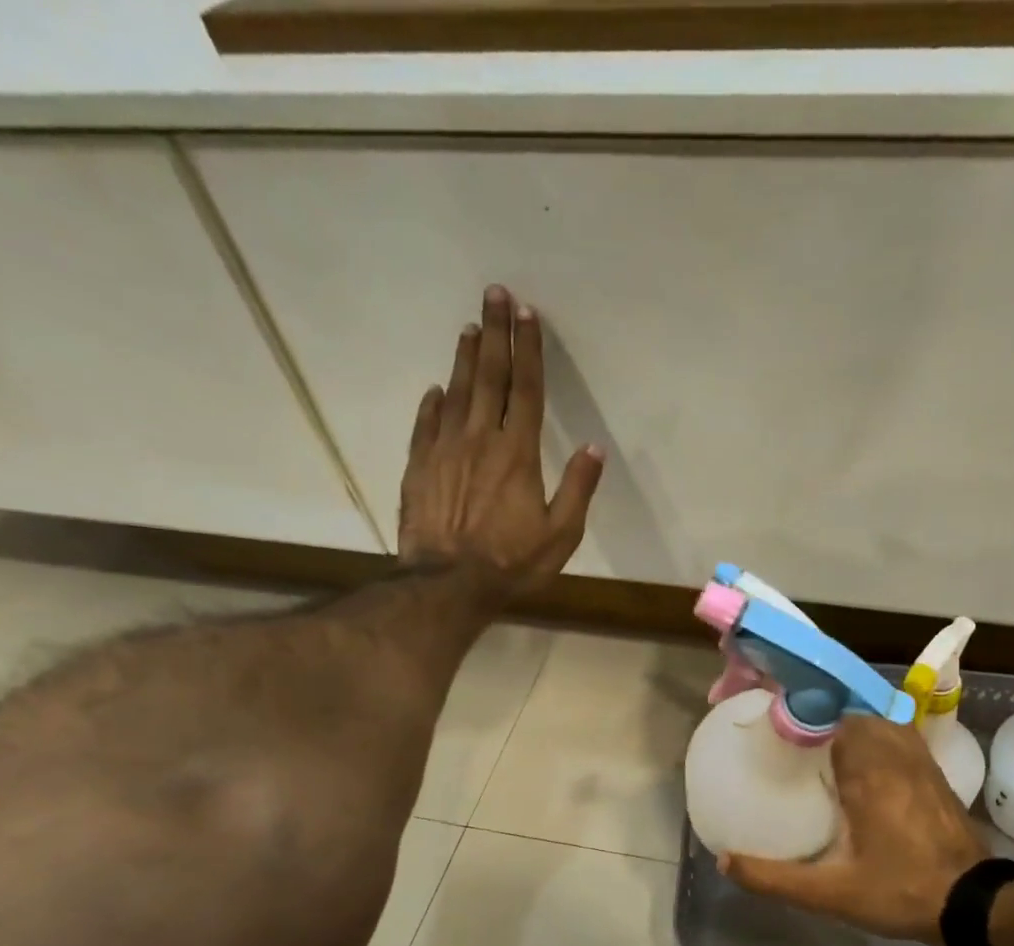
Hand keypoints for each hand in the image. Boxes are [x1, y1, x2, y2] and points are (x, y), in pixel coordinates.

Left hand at [398, 285, 603, 596]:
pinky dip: (432, 403)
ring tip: (470, 328)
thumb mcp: (561, 534)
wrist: (449, 584)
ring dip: (465, 359)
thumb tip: (594, 448)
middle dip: (495, 333)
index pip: (525, 389)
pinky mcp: (419, 467)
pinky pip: (426, 424)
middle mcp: (480, 439)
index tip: (528, 314)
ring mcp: (444, 450)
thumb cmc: (512, 562)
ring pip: (455, 392)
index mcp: (518, 453)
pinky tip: (436, 389)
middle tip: (495, 295)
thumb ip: (578, 488)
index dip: (528, 350)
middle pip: (489, 377)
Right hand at [719, 715, 990, 943]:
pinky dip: (874, 737)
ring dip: (849, 725)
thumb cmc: (900, 892)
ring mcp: (919, 760)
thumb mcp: (831, 893)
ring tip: (818, 744)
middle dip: (820, 716)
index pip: (830, 716)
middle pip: (852, 712)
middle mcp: (895, 754)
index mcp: (868, 772)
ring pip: (878, 721)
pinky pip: (898, 736)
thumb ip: (775, 878)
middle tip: (788, 734)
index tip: (770, 717)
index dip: (799, 709)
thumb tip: (723, 861)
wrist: (974, 903)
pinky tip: (858, 763)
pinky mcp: (933, 772)